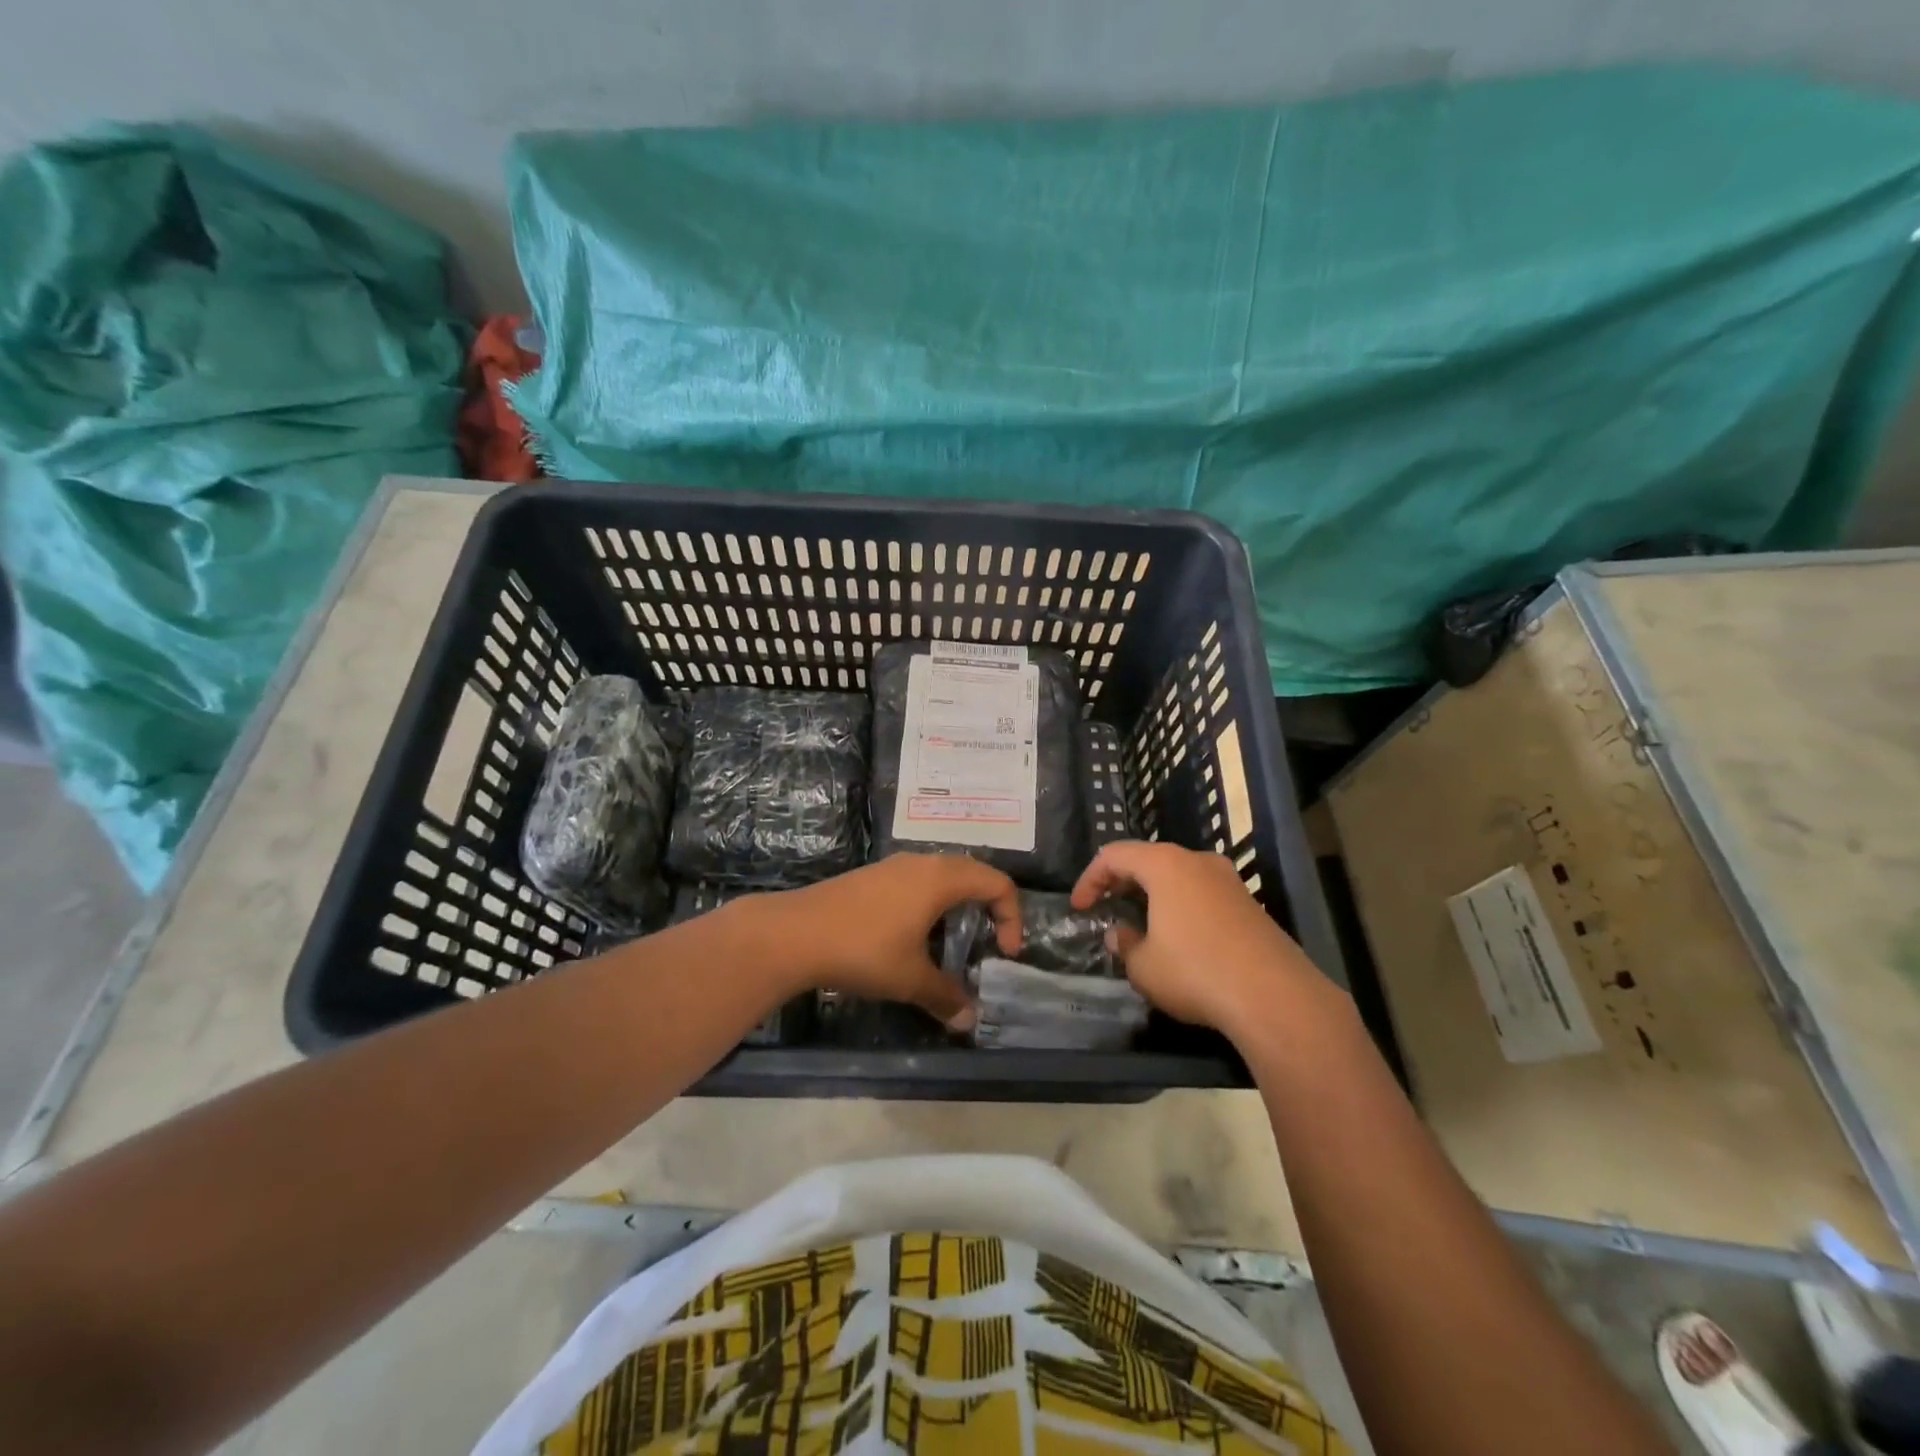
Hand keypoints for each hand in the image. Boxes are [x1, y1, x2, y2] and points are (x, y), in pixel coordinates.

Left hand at [754, 855, 1021, 1030]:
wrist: (793, 933)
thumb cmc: (863, 950)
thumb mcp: (909, 979)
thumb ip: (945, 996)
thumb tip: (969, 1019)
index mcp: (941, 879)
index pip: (998, 883)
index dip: (1012, 916)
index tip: (1005, 952)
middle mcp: (921, 863)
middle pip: (972, 872)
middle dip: (989, 905)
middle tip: (988, 941)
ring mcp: (893, 866)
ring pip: (941, 875)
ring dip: (957, 903)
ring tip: (949, 941)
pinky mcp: (871, 876)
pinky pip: (916, 881)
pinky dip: (930, 902)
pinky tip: (911, 936)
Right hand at [1071, 841, 1329, 1038]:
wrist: (1274, 997)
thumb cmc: (1195, 971)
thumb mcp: (1143, 966)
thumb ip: (1125, 945)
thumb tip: (1121, 935)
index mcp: (1165, 865)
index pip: (1114, 855)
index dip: (1090, 879)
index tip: (1079, 908)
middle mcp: (1198, 862)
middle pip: (1149, 859)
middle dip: (1122, 882)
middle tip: (1106, 909)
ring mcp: (1229, 881)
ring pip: (1179, 876)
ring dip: (1153, 895)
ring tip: (1140, 924)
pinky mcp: (1250, 905)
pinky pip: (1203, 894)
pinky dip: (1181, 907)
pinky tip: (1179, 939)